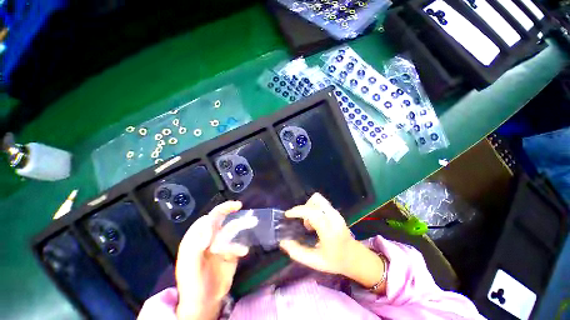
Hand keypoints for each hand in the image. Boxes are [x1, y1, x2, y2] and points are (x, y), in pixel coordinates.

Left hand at [175, 201, 256, 319]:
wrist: (205, 303)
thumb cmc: (193, 284)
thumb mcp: (189, 266)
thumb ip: (196, 245)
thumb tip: (208, 226)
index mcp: (196, 238)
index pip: (206, 219)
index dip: (216, 215)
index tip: (225, 215)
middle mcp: (208, 238)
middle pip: (218, 219)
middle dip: (228, 210)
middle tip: (239, 205)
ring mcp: (220, 244)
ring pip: (231, 229)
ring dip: (241, 225)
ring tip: (253, 221)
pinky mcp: (230, 252)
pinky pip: (237, 243)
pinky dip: (240, 246)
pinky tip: (243, 252)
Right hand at [279, 193, 355, 275]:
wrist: (355, 257)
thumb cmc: (335, 261)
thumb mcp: (315, 262)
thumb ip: (297, 253)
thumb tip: (283, 242)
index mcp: (329, 230)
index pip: (312, 213)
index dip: (298, 211)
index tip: (287, 215)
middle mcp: (334, 217)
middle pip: (315, 201)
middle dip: (303, 209)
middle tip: (302, 223)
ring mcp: (336, 213)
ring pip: (318, 199)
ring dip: (308, 207)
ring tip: (309, 223)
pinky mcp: (336, 211)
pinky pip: (321, 202)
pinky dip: (313, 208)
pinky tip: (315, 221)